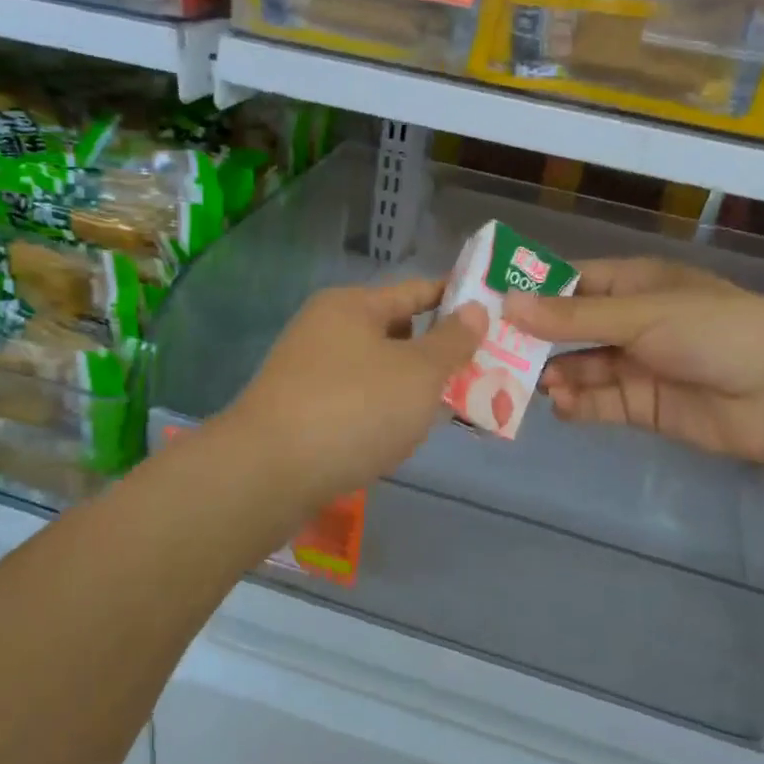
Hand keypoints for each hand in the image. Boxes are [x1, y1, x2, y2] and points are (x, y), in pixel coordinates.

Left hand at [226, 277, 486, 504]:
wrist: (269, 473)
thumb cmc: (355, 408)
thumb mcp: (419, 372)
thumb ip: (453, 341)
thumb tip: (475, 309)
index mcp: (352, 306)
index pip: (416, 291)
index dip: (456, 300)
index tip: (495, 314)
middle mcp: (325, 330)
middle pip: (396, 333)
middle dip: (437, 354)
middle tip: (480, 374)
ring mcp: (309, 373)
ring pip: (377, 372)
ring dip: (411, 389)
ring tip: (450, 411)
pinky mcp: (300, 412)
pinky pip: (356, 403)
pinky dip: (383, 414)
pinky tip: (402, 438)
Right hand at [503, 257, 763, 465]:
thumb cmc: (715, 332)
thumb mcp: (640, 315)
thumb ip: (574, 317)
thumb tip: (508, 304)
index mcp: (634, 284)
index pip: (572, 282)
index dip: (532, 291)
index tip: (487, 302)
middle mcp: (631, 322)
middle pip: (570, 328)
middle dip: (535, 340)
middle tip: (491, 352)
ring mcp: (637, 365)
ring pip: (581, 367)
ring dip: (555, 374)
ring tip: (524, 384)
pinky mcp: (644, 405)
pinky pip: (601, 402)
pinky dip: (579, 404)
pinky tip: (561, 406)